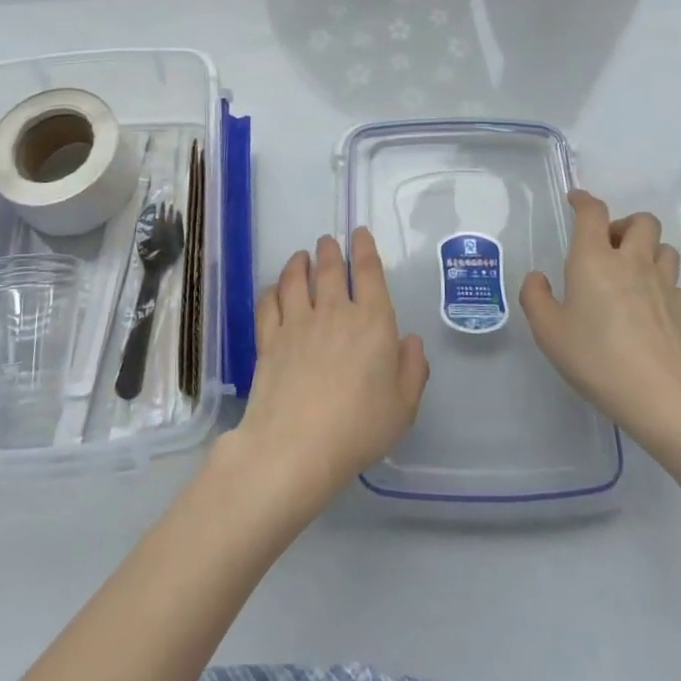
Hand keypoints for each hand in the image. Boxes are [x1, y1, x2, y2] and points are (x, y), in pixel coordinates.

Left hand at [223, 229, 428, 521]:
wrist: (296, 447)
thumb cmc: (358, 428)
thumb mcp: (403, 407)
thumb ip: (412, 370)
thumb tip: (410, 340)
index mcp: (373, 322)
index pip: (369, 272)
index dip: (364, 248)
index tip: (359, 233)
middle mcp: (334, 311)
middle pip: (330, 268)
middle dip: (330, 249)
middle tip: (328, 241)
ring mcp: (297, 322)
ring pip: (296, 278)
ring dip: (300, 262)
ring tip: (301, 256)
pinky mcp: (269, 338)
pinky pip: (269, 302)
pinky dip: (273, 289)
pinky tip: (274, 288)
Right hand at [520, 189, 680, 459]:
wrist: (663, 398)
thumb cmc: (597, 359)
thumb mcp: (549, 332)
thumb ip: (535, 298)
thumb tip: (539, 279)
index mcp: (595, 259)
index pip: (593, 213)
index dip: (584, 200)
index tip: (576, 200)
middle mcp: (632, 262)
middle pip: (641, 220)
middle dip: (623, 224)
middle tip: (607, 246)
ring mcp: (665, 284)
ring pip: (664, 247)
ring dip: (648, 249)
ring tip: (631, 272)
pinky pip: (674, 282)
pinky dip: (661, 283)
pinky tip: (649, 307)